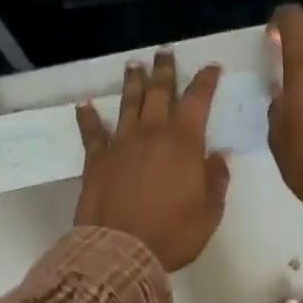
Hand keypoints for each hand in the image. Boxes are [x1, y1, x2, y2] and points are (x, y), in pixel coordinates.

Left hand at [74, 52, 230, 271]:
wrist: (122, 250)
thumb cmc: (173, 234)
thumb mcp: (209, 213)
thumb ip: (215, 181)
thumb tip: (217, 157)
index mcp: (183, 143)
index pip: (197, 101)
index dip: (205, 82)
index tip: (212, 68)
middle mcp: (151, 134)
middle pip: (159, 93)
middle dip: (164, 71)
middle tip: (164, 53)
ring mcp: (121, 145)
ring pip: (128, 105)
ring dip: (132, 83)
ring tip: (133, 65)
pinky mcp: (96, 161)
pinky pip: (92, 132)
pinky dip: (88, 117)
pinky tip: (84, 104)